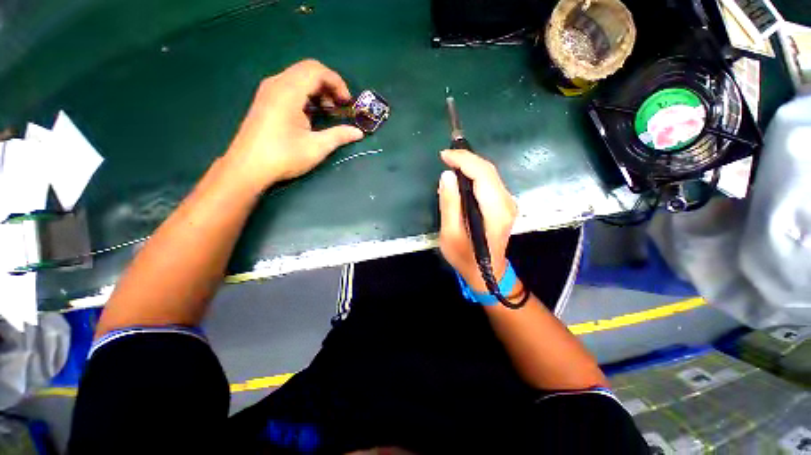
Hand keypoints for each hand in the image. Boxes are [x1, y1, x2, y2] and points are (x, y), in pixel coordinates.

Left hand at [225, 59, 364, 190]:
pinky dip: (306, 94)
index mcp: (289, 91)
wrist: (247, 167)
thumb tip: (358, 133)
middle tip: (339, 107)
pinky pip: (290, 86)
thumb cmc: (283, 156)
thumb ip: (339, 136)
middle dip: (329, 85)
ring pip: (298, 77)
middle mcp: (277, 84)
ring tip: (327, 111)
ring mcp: (268, 91)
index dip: (337, 83)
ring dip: (318, 90)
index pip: (317, 71)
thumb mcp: (316, 147)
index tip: (347, 103)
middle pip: (308, 70)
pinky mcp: (265, 100)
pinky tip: (311, 114)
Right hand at [438, 149, 517, 292]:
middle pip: (489, 170)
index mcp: (495, 211)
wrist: (487, 273)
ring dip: (471, 164)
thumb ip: (450, 204)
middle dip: (467, 158)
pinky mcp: (504, 205)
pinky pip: (490, 182)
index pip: (483, 175)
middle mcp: (506, 204)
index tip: (444, 155)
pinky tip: (462, 175)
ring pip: (491, 174)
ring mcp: (508, 204)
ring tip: (451, 162)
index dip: (464, 160)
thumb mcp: (450, 234)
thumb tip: (447, 176)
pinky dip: (475, 173)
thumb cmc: (465, 257)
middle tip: (446, 156)